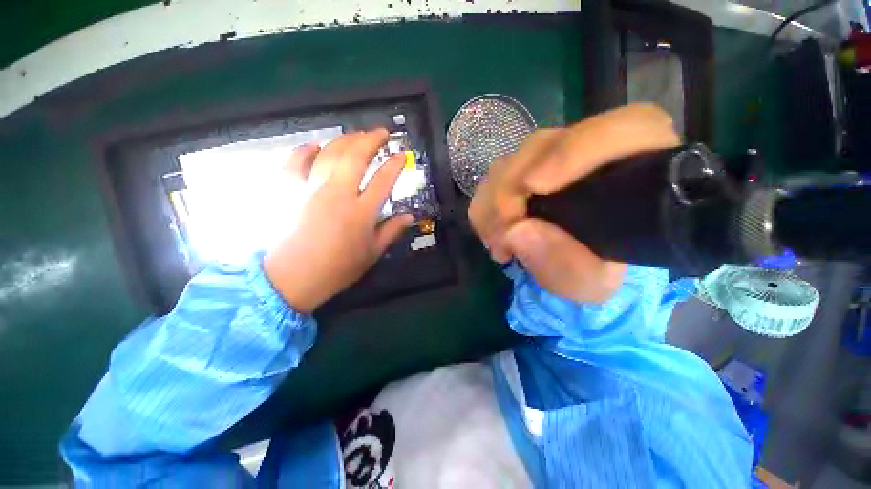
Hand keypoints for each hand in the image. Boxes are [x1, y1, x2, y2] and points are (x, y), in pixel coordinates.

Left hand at [264, 129, 412, 313]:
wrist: (291, 279)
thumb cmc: (337, 269)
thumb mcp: (372, 254)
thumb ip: (392, 231)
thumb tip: (410, 216)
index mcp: (361, 212)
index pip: (383, 179)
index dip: (395, 164)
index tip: (402, 155)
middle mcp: (338, 194)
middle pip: (356, 156)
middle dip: (372, 139)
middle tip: (382, 132)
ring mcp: (310, 189)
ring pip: (329, 153)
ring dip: (345, 139)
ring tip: (357, 135)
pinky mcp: (289, 190)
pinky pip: (295, 161)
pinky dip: (305, 150)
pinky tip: (314, 146)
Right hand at [469, 104, 680, 302]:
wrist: (577, 263)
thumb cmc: (596, 271)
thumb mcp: (590, 282)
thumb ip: (565, 264)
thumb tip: (516, 231)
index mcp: (637, 168)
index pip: (626, 129)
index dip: (574, 150)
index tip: (534, 187)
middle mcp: (592, 152)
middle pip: (544, 145)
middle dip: (511, 188)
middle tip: (502, 233)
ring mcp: (552, 157)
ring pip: (512, 159)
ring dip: (493, 201)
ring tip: (496, 241)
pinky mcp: (525, 169)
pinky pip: (494, 177)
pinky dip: (486, 205)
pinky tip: (492, 232)